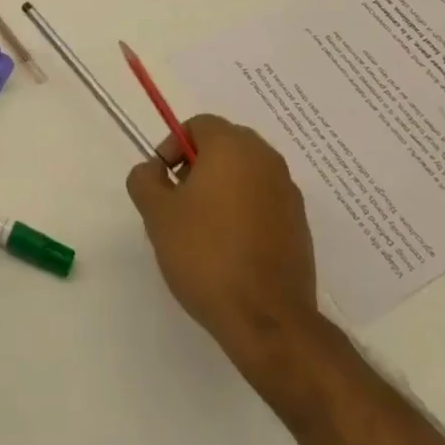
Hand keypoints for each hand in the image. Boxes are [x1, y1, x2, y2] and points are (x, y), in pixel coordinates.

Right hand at [126, 114, 320, 377]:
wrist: (268, 320)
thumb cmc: (206, 255)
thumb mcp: (158, 215)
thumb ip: (145, 180)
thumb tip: (152, 170)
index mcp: (233, 146)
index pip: (199, 124)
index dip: (174, 146)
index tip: (162, 180)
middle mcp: (266, 159)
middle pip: (225, 145)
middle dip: (197, 166)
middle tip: (178, 202)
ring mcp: (288, 193)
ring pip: (246, 174)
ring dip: (222, 188)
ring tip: (201, 229)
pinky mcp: (300, 225)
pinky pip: (264, 202)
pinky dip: (244, 211)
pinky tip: (229, 249)